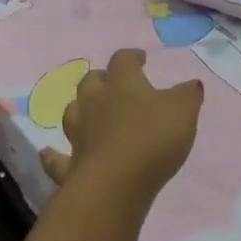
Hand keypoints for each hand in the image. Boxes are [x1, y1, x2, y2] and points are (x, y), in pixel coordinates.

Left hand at [39, 49, 202, 204]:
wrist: (115, 184)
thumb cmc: (152, 138)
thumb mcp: (183, 111)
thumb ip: (187, 95)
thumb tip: (191, 84)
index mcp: (123, 84)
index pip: (123, 60)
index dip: (131, 56)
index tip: (140, 58)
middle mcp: (95, 102)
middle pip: (92, 81)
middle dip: (102, 79)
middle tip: (113, 83)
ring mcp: (78, 133)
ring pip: (72, 111)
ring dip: (80, 108)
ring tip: (88, 111)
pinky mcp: (70, 165)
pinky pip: (56, 158)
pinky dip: (53, 155)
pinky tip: (50, 153)